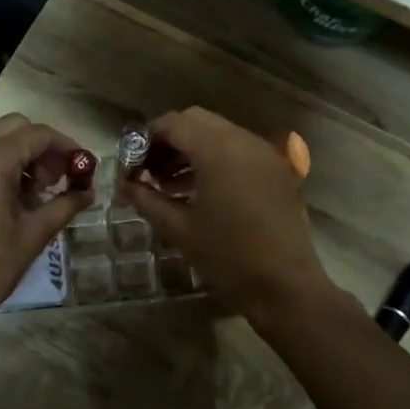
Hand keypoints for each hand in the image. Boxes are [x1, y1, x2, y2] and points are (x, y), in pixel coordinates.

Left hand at [0, 114, 91, 335]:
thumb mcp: (32, 236)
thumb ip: (64, 206)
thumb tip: (88, 192)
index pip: (37, 134)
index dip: (66, 146)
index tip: (83, 167)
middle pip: (13, 128)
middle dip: (41, 148)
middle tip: (57, 181)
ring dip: (17, 156)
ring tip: (33, 195)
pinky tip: (5, 201)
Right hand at [122, 107, 332, 315]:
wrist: (285, 287)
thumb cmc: (228, 258)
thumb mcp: (178, 229)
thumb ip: (146, 199)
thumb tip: (124, 184)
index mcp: (218, 150)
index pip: (173, 124)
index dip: (146, 139)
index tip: (131, 165)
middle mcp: (244, 140)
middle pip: (196, 121)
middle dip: (168, 140)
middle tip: (148, 170)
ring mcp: (265, 153)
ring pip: (218, 132)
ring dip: (191, 148)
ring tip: (169, 183)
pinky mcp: (277, 169)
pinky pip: (238, 148)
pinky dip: (215, 157)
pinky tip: (200, 189)